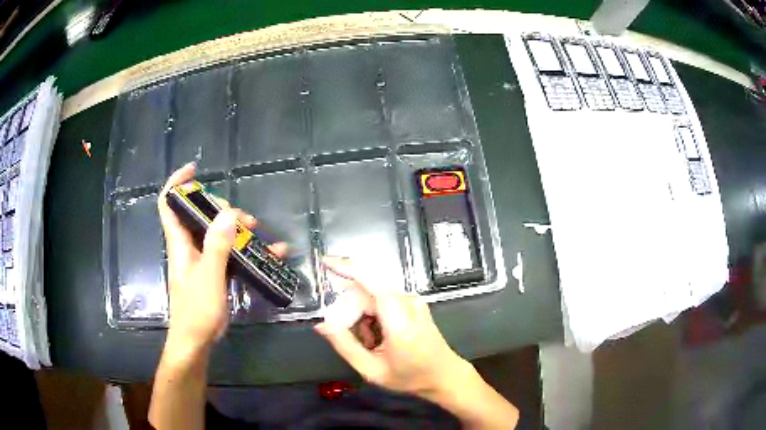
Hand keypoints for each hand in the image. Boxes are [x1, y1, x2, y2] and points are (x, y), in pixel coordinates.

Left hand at [158, 163, 285, 350]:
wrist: (196, 341)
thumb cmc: (196, 311)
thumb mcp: (208, 278)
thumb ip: (217, 246)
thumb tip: (228, 212)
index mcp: (180, 242)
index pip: (169, 203)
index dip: (177, 182)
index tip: (195, 169)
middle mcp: (189, 245)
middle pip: (199, 213)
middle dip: (221, 208)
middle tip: (243, 219)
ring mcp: (202, 259)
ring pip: (217, 232)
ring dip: (237, 228)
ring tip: (258, 232)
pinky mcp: (214, 272)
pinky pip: (229, 252)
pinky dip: (246, 250)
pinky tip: (270, 253)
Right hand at [315, 257, 470, 398]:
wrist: (445, 375)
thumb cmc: (411, 377)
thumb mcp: (372, 371)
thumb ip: (345, 346)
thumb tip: (322, 325)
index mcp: (400, 321)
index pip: (372, 282)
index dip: (347, 268)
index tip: (325, 263)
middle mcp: (408, 303)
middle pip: (366, 292)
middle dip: (350, 311)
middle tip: (350, 338)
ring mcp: (413, 300)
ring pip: (372, 295)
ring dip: (361, 315)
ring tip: (369, 343)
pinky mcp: (413, 301)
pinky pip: (383, 299)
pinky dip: (372, 315)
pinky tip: (378, 337)